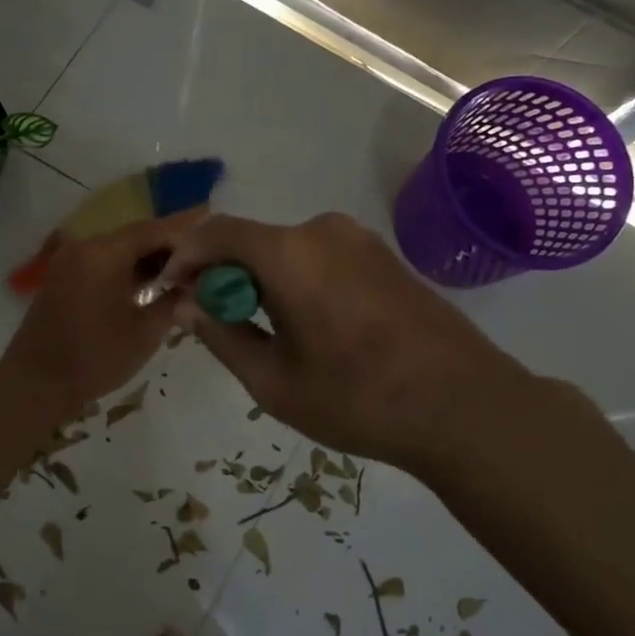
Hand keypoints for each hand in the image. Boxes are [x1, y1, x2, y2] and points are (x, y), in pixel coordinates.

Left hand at [0, 210, 205, 414]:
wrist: (35, 384)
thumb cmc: (95, 357)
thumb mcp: (145, 332)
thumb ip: (174, 301)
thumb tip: (196, 286)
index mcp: (104, 252)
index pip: (154, 229)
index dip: (186, 232)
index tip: (215, 238)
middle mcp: (85, 247)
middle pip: (137, 235)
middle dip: (171, 246)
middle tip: (206, 256)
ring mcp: (71, 261)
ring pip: (120, 249)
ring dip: (150, 258)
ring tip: (186, 271)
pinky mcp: (64, 278)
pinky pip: (104, 263)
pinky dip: (129, 269)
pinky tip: (153, 283)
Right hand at [163, 212, 578, 477]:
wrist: (464, 405)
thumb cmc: (358, 399)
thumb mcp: (274, 381)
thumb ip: (222, 336)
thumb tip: (187, 305)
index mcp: (290, 252)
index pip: (216, 233)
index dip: (185, 258)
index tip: (171, 292)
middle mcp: (323, 230)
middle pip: (252, 240)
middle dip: (223, 274)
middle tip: (215, 321)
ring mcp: (360, 240)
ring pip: (287, 249)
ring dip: (261, 278)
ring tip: (262, 329)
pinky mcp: (384, 256)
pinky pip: (320, 256)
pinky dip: (296, 279)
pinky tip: (308, 323)